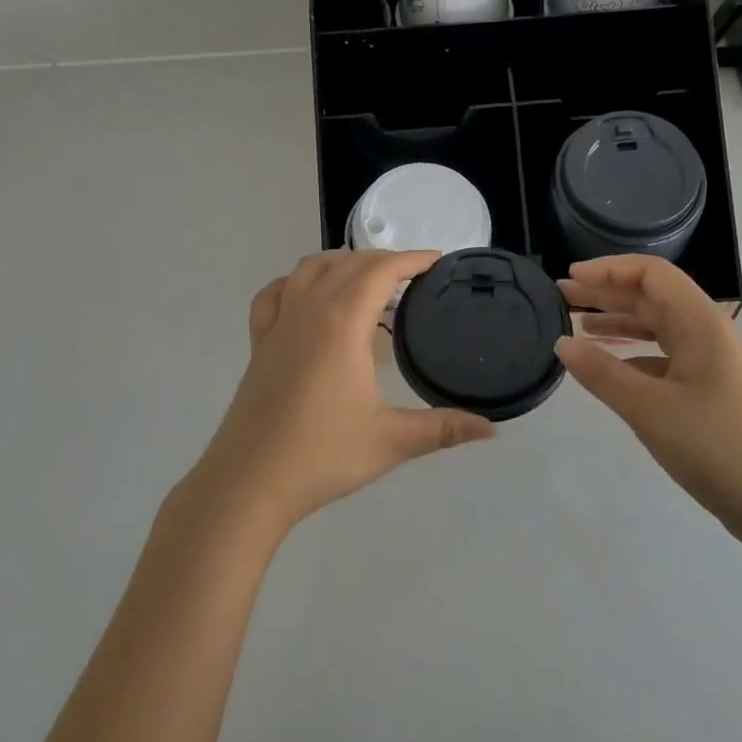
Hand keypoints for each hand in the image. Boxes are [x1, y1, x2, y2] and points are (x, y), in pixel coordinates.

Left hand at [190, 250, 494, 532]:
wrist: (249, 483)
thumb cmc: (322, 455)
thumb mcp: (391, 441)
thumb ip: (443, 428)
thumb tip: (492, 429)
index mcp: (341, 322)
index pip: (381, 270)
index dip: (412, 259)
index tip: (438, 261)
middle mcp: (309, 310)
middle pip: (349, 263)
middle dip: (384, 260)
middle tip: (414, 277)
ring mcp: (279, 323)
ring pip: (310, 268)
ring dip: (342, 263)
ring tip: (368, 280)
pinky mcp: (259, 342)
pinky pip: (275, 293)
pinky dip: (297, 283)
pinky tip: (309, 298)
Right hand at [555, 255, 741, 539]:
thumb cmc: (713, 445)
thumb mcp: (648, 408)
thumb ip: (601, 373)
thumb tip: (561, 343)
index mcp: (699, 322)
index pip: (651, 273)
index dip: (609, 269)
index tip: (572, 276)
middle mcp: (704, 331)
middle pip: (650, 295)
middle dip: (606, 291)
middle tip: (562, 295)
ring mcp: (706, 359)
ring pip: (654, 324)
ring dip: (616, 319)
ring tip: (576, 323)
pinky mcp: (703, 386)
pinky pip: (660, 354)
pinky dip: (629, 352)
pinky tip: (604, 365)